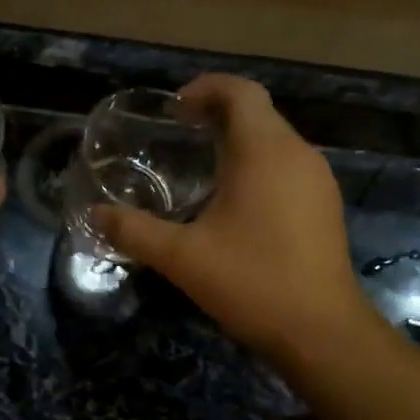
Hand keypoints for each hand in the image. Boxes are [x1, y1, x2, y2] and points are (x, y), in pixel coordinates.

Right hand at [93, 74, 371, 364]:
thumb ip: (134, 231)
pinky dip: (258, 167)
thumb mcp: (181, 257)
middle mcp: (298, 155)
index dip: (206, 89)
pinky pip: (288, 168)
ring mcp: (317, 181)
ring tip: (202, 167)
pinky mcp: (325, 207)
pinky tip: (235, 204)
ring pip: (276, 141)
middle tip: (179, 136)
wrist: (321, 331)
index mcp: (264, 152)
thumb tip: (94, 214)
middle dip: (218, 114)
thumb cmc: (251, 282)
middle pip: (258, 113)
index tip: (175, 108)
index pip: (240, 92)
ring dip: (239, 142)